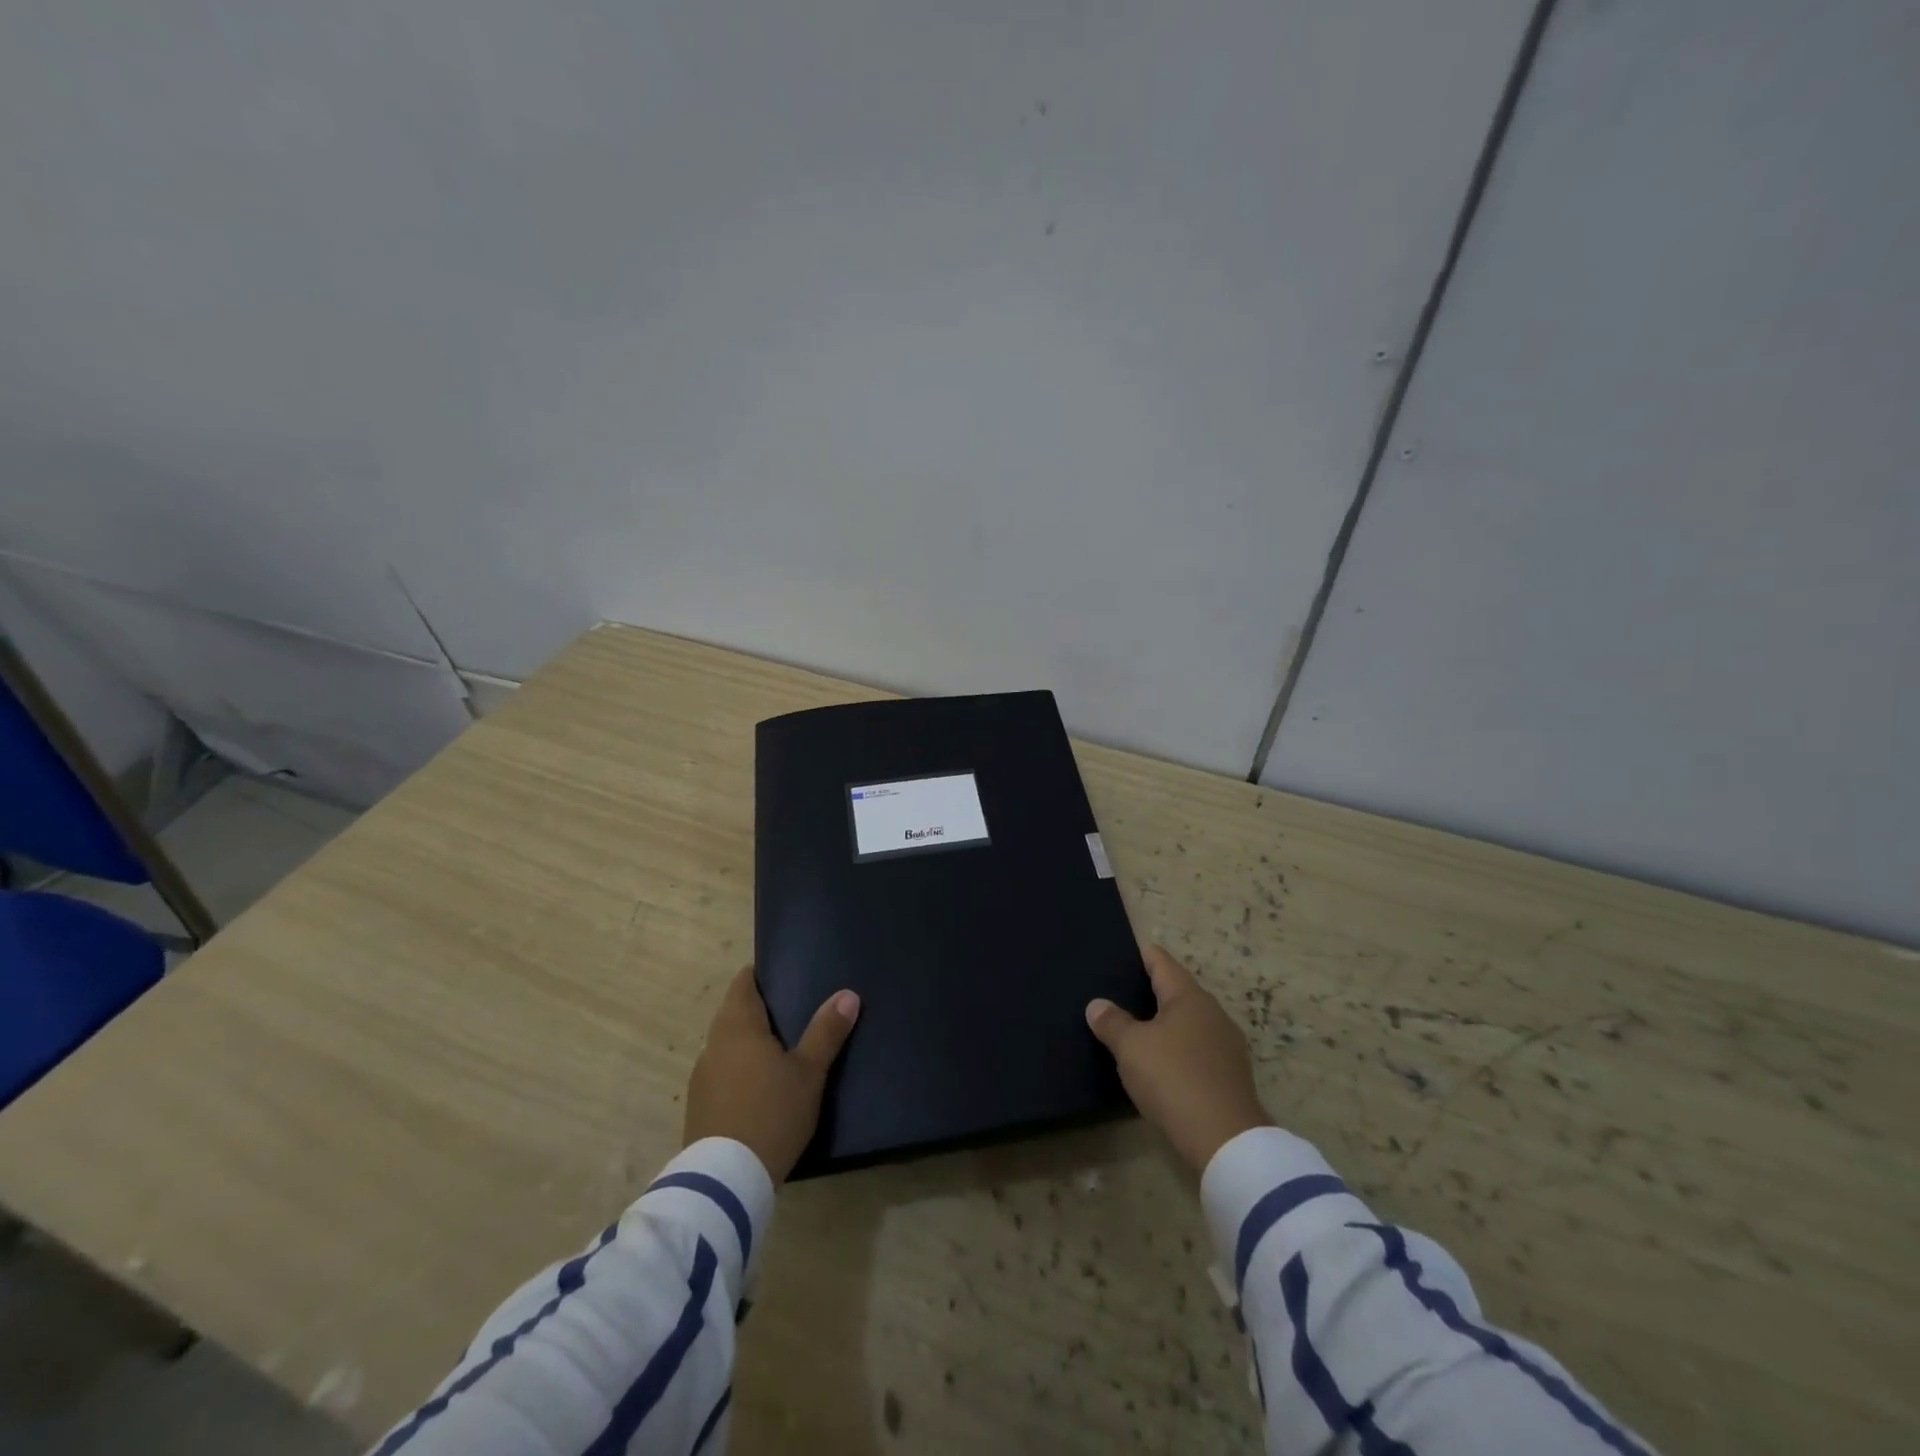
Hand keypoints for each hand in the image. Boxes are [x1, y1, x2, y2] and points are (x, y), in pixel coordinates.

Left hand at [684, 967, 860, 1183]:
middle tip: (793, 1012)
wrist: (726, 1181)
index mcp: (737, 1026)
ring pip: (726, 1045)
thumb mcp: (809, 1072)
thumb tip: (848, 994)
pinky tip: (760, 1087)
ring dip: (748, 1043)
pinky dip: (739, 1070)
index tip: (783, 976)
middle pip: (733, 1013)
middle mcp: (713, 1044)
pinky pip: (721, 1073)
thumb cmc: (772, 1113)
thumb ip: (826, 1031)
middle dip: (758, 1010)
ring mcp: (702, 1077)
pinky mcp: (699, 1107)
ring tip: (780, 1050)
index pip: (743, 984)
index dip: (760, 976)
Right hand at [1086, 945, 1270, 1172]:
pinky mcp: (1231, 1074)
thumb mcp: (1131, 1048)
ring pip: (1190, 1021)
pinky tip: (1163, 1060)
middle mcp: (1212, 1012)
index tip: (1126, 951)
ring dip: (1167, 1021)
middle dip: (1153, 989)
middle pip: (1178, 991)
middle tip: (1122, 991)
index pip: (1162, 963)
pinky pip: (1198, 1048)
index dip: (1143, 955)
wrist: (1225, 1140)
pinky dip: (1179, 1047)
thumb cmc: (1173, 1078)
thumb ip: (1112, 1022)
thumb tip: (1097, 1005)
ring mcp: (1226, 1044)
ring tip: (1138, 1026)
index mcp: (1189, 997)